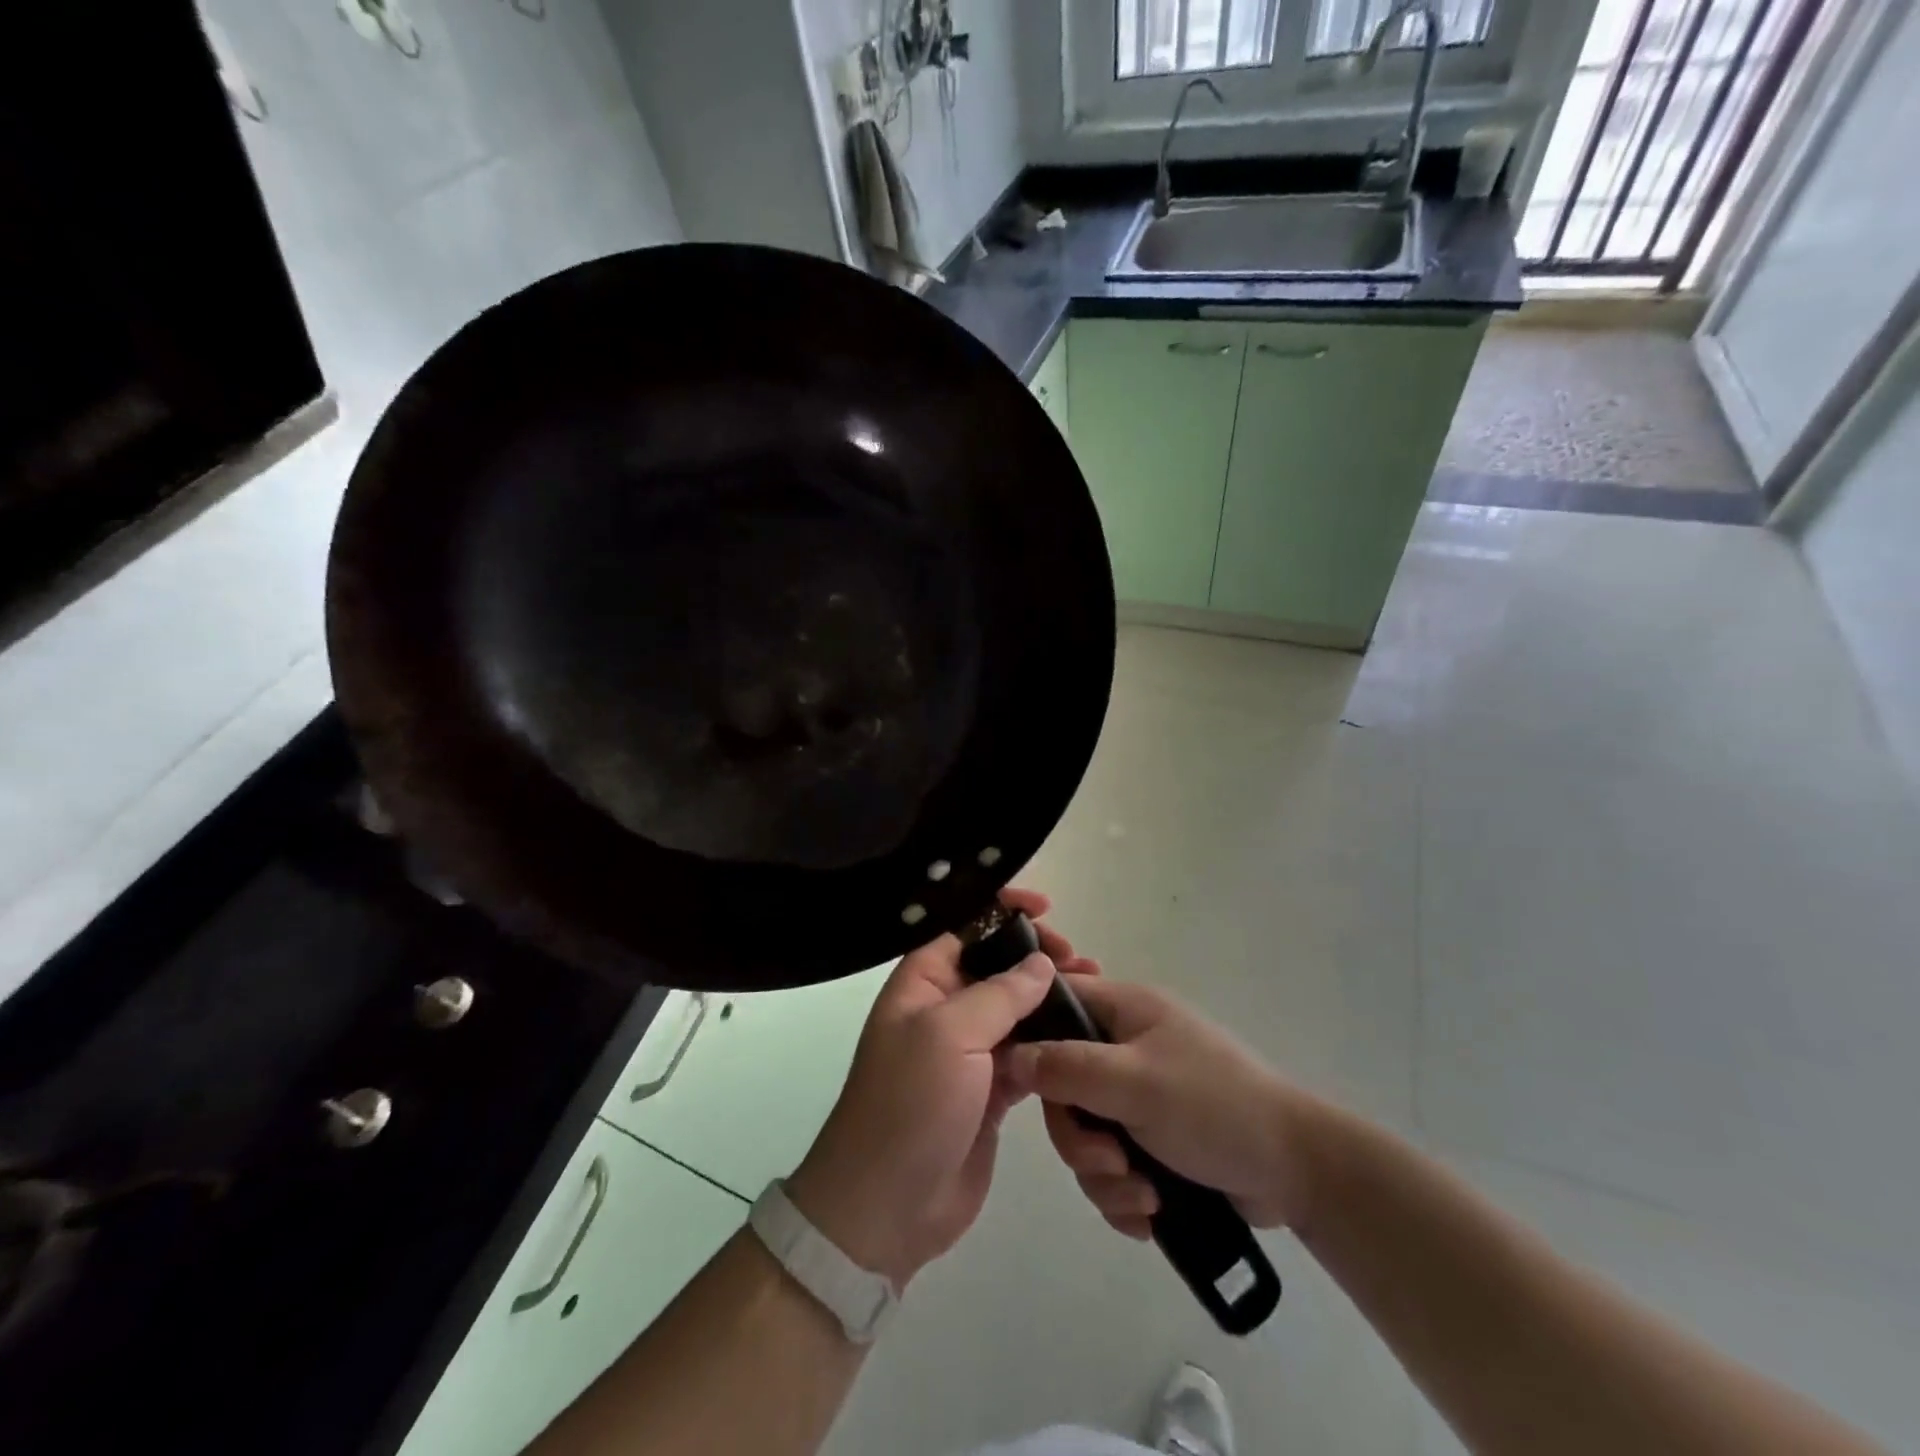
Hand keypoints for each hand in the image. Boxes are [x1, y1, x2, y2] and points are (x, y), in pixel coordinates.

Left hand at [786, 889, 1101, 1288]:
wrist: (886, 1206)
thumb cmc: (910, 1104)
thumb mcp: (950, 1035)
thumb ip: (1000, 993)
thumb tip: (1041, 962)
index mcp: (922, 981)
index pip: (966, 926)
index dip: (1003, 911)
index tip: (1047, 909)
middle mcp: (944, 1007)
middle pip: (996, 964)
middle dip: (1037, 956)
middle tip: (1081, 963)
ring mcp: (968, 1051)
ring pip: (1016, 1009)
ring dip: (1050, 998)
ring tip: (1093, 993)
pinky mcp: (990, 1090)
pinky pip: (1026, 1052)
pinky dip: (1052, 1041)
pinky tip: (1083, 1037)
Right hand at [1004, 977, 1322, 1238]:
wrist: (1295, 1171)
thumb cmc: (1213, 1106)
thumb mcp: (1134, 1082)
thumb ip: (1068, 1068)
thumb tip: (1010, 1055)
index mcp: (1125, 1011)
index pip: (1057, 1002)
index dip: (1031, 1035)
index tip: (1021, 1083)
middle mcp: (1125, 1048)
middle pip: (1063, 1084)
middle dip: (1079, 1136)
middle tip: (1109, 1161)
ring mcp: (1138, 1095)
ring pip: (1085, 1133)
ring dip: (1104, 1175)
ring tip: (1143, 1196)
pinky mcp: (1152, 1141)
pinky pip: (1110, 1165)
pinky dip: (1123, 1194)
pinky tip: (1150, 1213)